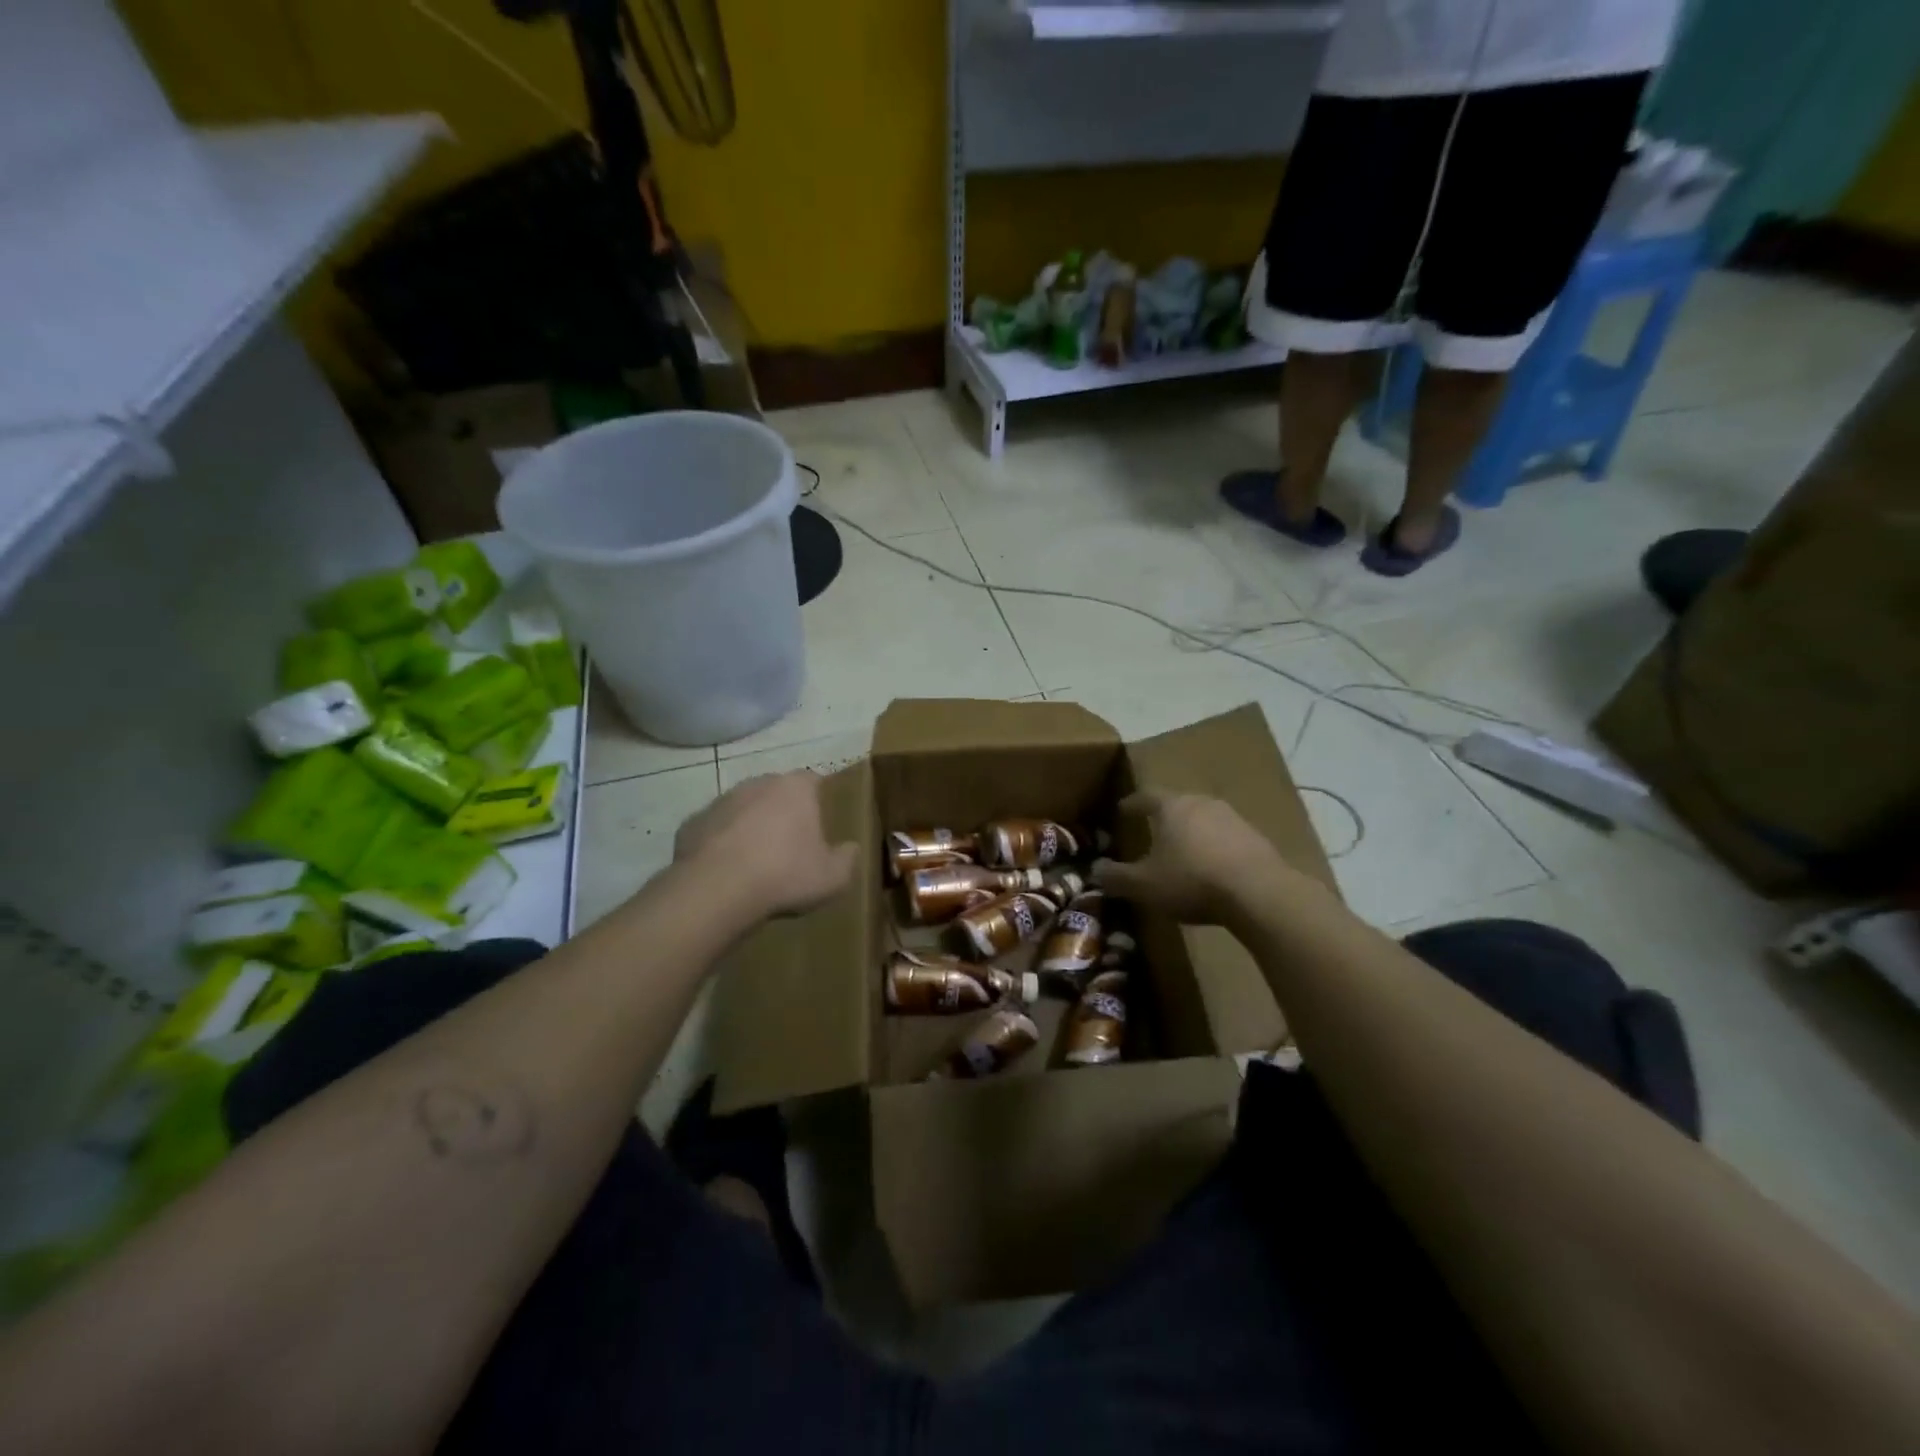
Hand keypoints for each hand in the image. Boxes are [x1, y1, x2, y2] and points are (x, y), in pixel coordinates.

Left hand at [674, 772, 858, 919]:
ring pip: (743, 808)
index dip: (818, 800)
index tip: (821, 823)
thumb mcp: (833, 877)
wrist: (716, 889)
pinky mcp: (693, 823)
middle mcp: (758, 783)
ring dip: (750, 826)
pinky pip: (715, 830)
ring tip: (756, 861)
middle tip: (789, 844)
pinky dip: (721, 844)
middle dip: (783, 811)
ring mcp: (721, 801)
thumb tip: (851, 848)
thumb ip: (847, 858)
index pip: (814, 781)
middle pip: (776, 792)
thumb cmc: (784, 875)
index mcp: (795, 788)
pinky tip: (727, 871)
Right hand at [1092, 790, 1290, 924]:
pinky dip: (1215, 847)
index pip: (1146, 796)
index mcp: (1172, 807)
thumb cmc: (1191, 881)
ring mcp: (1233, 818)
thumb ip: (1116, 877)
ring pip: (1204, 819)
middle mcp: (1202, 803)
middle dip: (1164, 816)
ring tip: (1183, 849)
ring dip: (1192, 831)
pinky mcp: (1256, 838)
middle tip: (1153, 829)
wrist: (1258, 892)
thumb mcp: (1143, 885)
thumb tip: (1095, 870)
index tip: (1122, 810)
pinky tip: (1213, 867)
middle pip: (1178, 804)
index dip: (1132, 804)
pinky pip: (1227, 837)